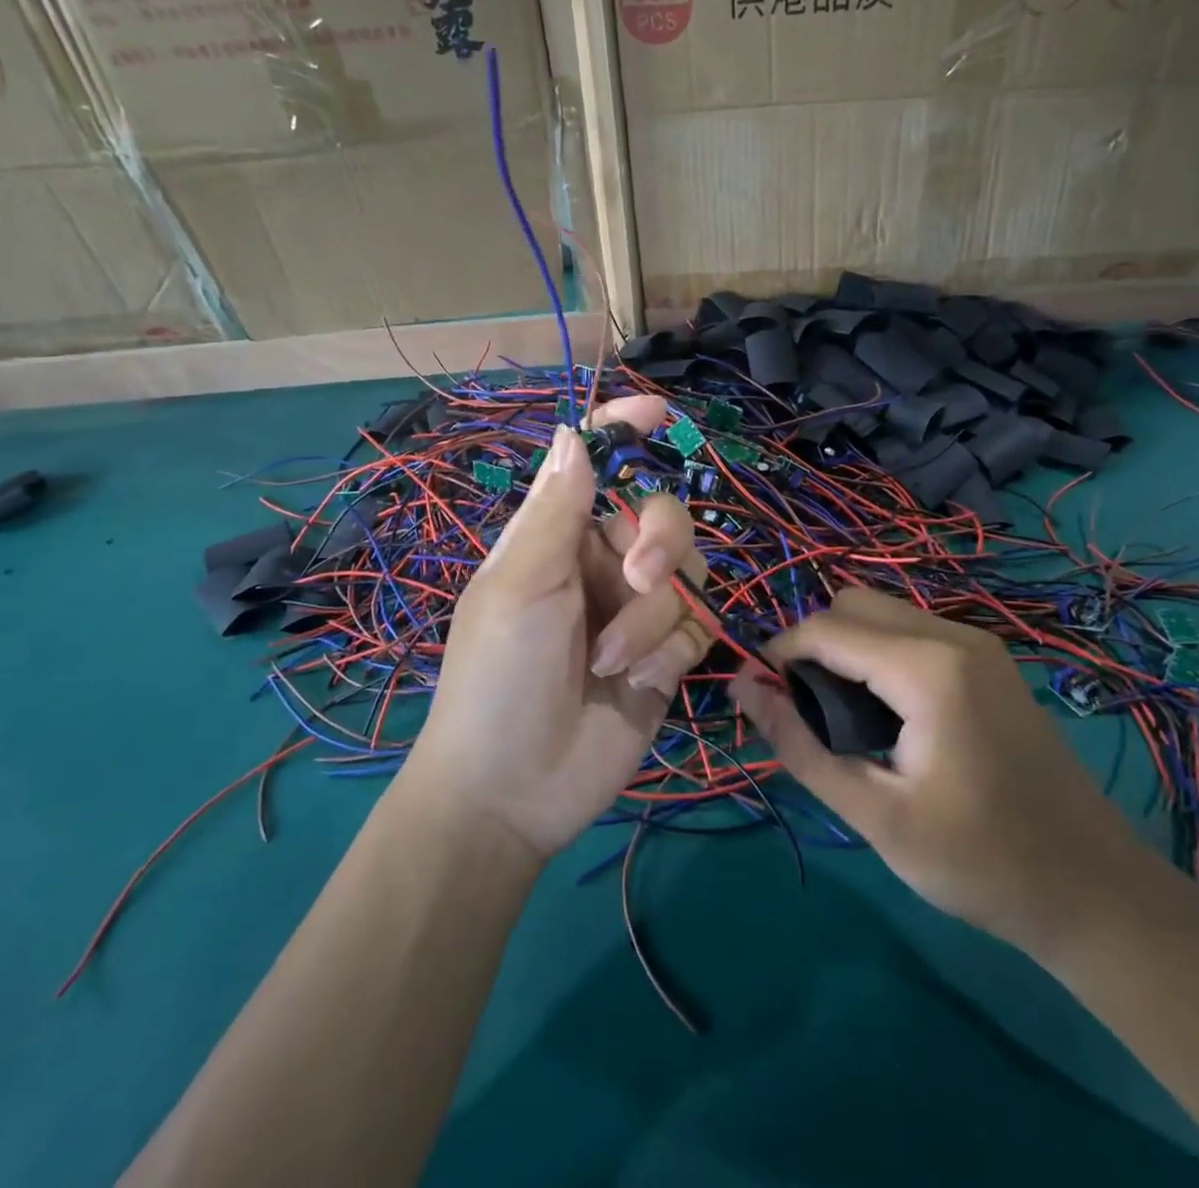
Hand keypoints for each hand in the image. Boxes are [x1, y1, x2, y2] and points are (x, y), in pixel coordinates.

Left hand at [400, 397, 708, 864]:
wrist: (514, 788)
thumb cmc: (499, 675)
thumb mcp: (521, 585)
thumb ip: (556, 510)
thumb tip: (572, 432)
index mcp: (560, 538)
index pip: (598, 466)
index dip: (627, 430)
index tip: (660, 411)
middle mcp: (603, 565)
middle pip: (665, 517)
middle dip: (659, 545)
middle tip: (636, 581)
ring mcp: (637, 612)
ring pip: (688, 576)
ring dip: (655, 620)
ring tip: (614, 664)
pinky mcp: (666, 656)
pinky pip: (698, 627)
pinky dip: (671, 654)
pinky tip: (636, 686)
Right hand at [732, 588, 1151, 955]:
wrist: (1095, 891)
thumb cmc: (979, 862)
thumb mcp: (875, 813)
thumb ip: (799, 744)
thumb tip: (741, 687)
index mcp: (927, 666)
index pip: (824, 629)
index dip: (778, 655)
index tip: (758, 699)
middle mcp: (953, 634)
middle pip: (852, 604)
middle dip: (813, 646)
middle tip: (805, 713)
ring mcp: (977, 642)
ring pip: (882, 612)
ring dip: (846, 648)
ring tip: (841, 718)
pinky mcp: (989, 660)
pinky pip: (912, 630)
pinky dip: (879, 654)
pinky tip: (886, 716)